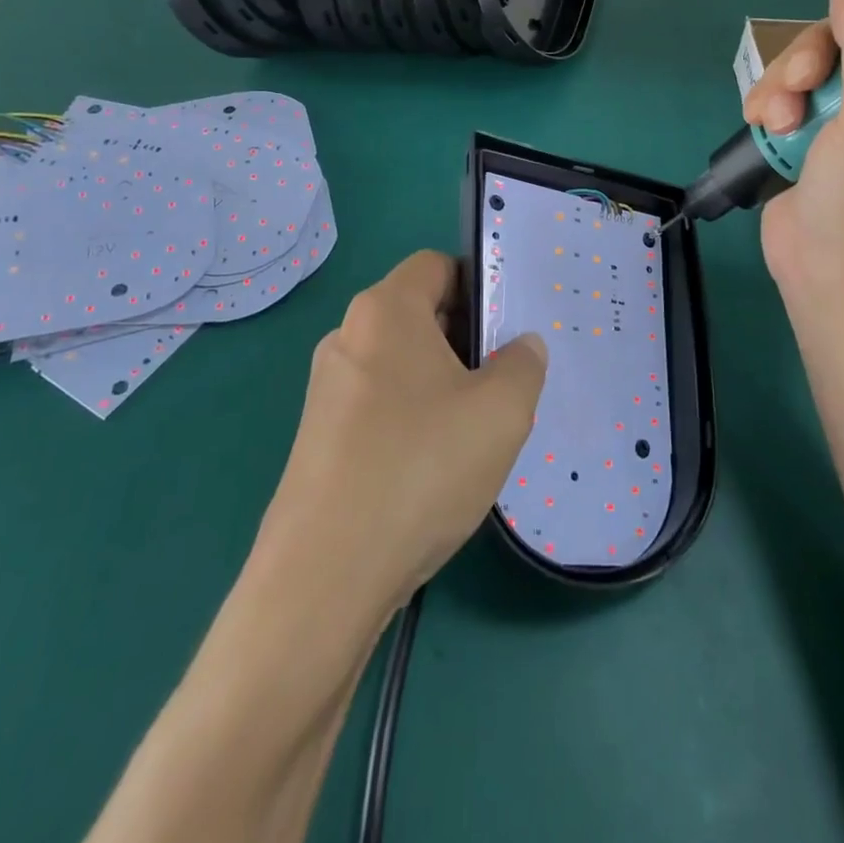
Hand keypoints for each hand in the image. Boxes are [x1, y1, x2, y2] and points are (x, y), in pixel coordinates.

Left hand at [258, 251, 546, 619]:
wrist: (324, 576)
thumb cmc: (420, 468)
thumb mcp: (502, 411)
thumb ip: (524, 364)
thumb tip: (520, 348)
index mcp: (385, 311)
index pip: (436, 266)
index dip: (479, 286)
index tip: (508, 330)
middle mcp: (348, 337)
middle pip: (419, 313)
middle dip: (466, 339)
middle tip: (502, 383)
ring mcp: (327, 389)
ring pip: (401, 363)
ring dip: (442, 383)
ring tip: (474, 430)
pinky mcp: (319, 436)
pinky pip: (379, 404)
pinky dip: (412, 417)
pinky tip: (434, 466)